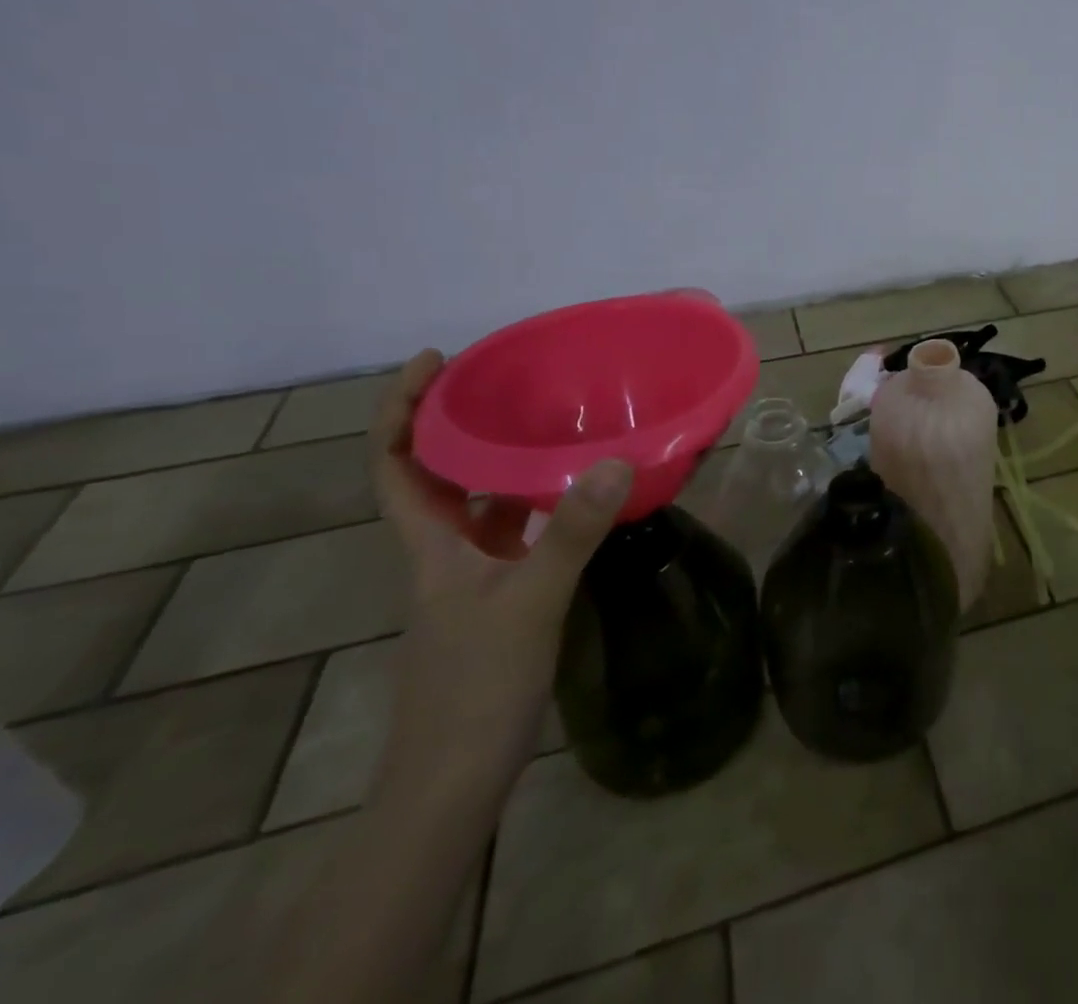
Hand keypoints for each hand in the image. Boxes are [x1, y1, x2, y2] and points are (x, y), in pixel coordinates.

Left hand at [370, 350, 631, 782]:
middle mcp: (445, 554)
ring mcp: (472, 580)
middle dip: (457, 424)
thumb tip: (614, 462)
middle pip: (435, 477)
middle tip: (506, 380)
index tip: (434, 361)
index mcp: (432, 546)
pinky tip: (576, 497)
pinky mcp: (500, 600)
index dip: (402, 411)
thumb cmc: (476, 688)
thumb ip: (571, 532)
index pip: (396, 466)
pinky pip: (514, 534)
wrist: (454, 782)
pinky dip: (536, 506)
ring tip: (547, 424)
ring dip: (500, 463)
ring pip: (478, 506)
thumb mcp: (530, 602)